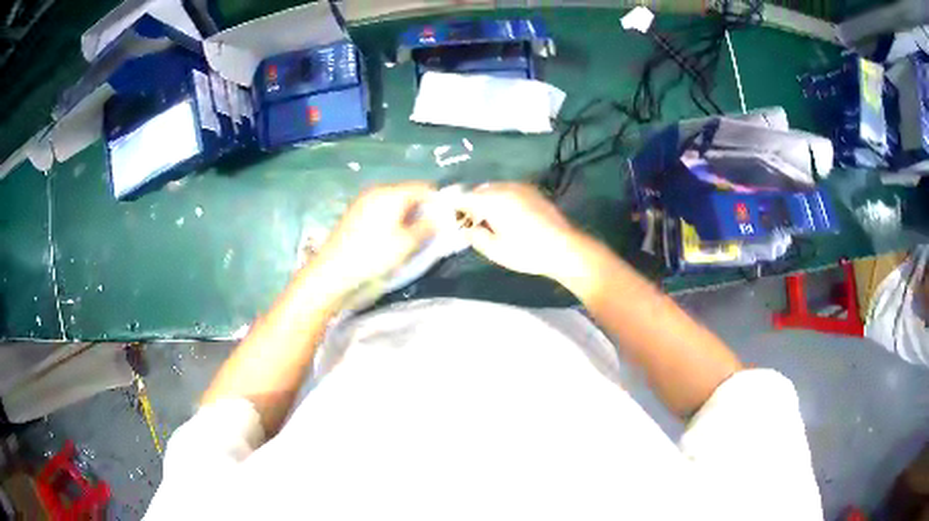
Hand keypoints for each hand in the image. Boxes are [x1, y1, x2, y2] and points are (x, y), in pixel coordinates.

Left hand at [311, 183, 436, 296]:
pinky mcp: (354, 214)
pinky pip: (381, 210)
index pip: (423, 187)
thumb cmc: (373, 256)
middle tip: (431, 230)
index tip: (447, 219)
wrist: (333, 272)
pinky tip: (391, 238)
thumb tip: (440, 217)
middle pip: (408, 193)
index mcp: (392, 193)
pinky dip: (391, 219)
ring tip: (412, 237)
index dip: (438, 201)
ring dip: (406, 215)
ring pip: (394, 203)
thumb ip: (428, 227)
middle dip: (422, 208)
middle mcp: (377, 191)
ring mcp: (363, 201)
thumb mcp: (407, 244)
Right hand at [457, 183, 590, 280]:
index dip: (452, 205)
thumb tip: (467, 228)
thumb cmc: (527, 252)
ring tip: (486, 220)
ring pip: (494, 189)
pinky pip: (508, 190)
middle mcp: (505, 187)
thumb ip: (475, 237)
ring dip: (486, 200)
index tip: (446, 215)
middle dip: (470, 203)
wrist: (565, 248)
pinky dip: (500, 199)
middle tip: (467, 222)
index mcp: (492, 200)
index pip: (463, 197)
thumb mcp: (495, 250)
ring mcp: (520, 187)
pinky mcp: (532, 191)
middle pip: (479, 191)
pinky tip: (505, 216)